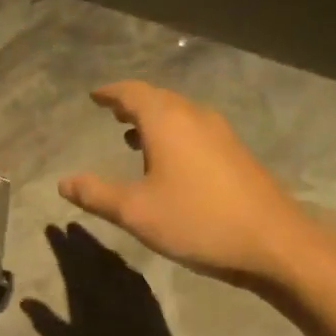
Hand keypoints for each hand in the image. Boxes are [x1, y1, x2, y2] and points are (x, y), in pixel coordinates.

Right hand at [22, 225, 183, 335]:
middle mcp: (112, 286)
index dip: (61, 244)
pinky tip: (118, 262)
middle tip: (69, 225)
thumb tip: (26, 300)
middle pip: (94, 255)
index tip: (51, 227)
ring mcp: (134, 291)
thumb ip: (48, 323)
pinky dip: (120, 262)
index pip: (72, 261)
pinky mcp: (150, 300)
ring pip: (113, 260)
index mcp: (90, 295)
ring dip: (100, 246)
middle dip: (80, 239)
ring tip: (88, 236)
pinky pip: (131, 272)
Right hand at [59, 82, 309, 282]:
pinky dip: (173, 134)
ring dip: (154, 120)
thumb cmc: (197, 220)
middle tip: (111, 112)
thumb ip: (96, 194)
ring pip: (179, 115)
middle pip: (159, 99)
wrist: (272, 242)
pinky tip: (168, 161)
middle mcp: (195, 117)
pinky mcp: (235, 154)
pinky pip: (195, 130)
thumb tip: (63, 182)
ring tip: (132, 135)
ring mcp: (220, 134)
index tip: (94, 96)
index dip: (111, 93)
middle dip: (132, 104)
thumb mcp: (136, 211)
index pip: (133, 93)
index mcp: (168, 122)